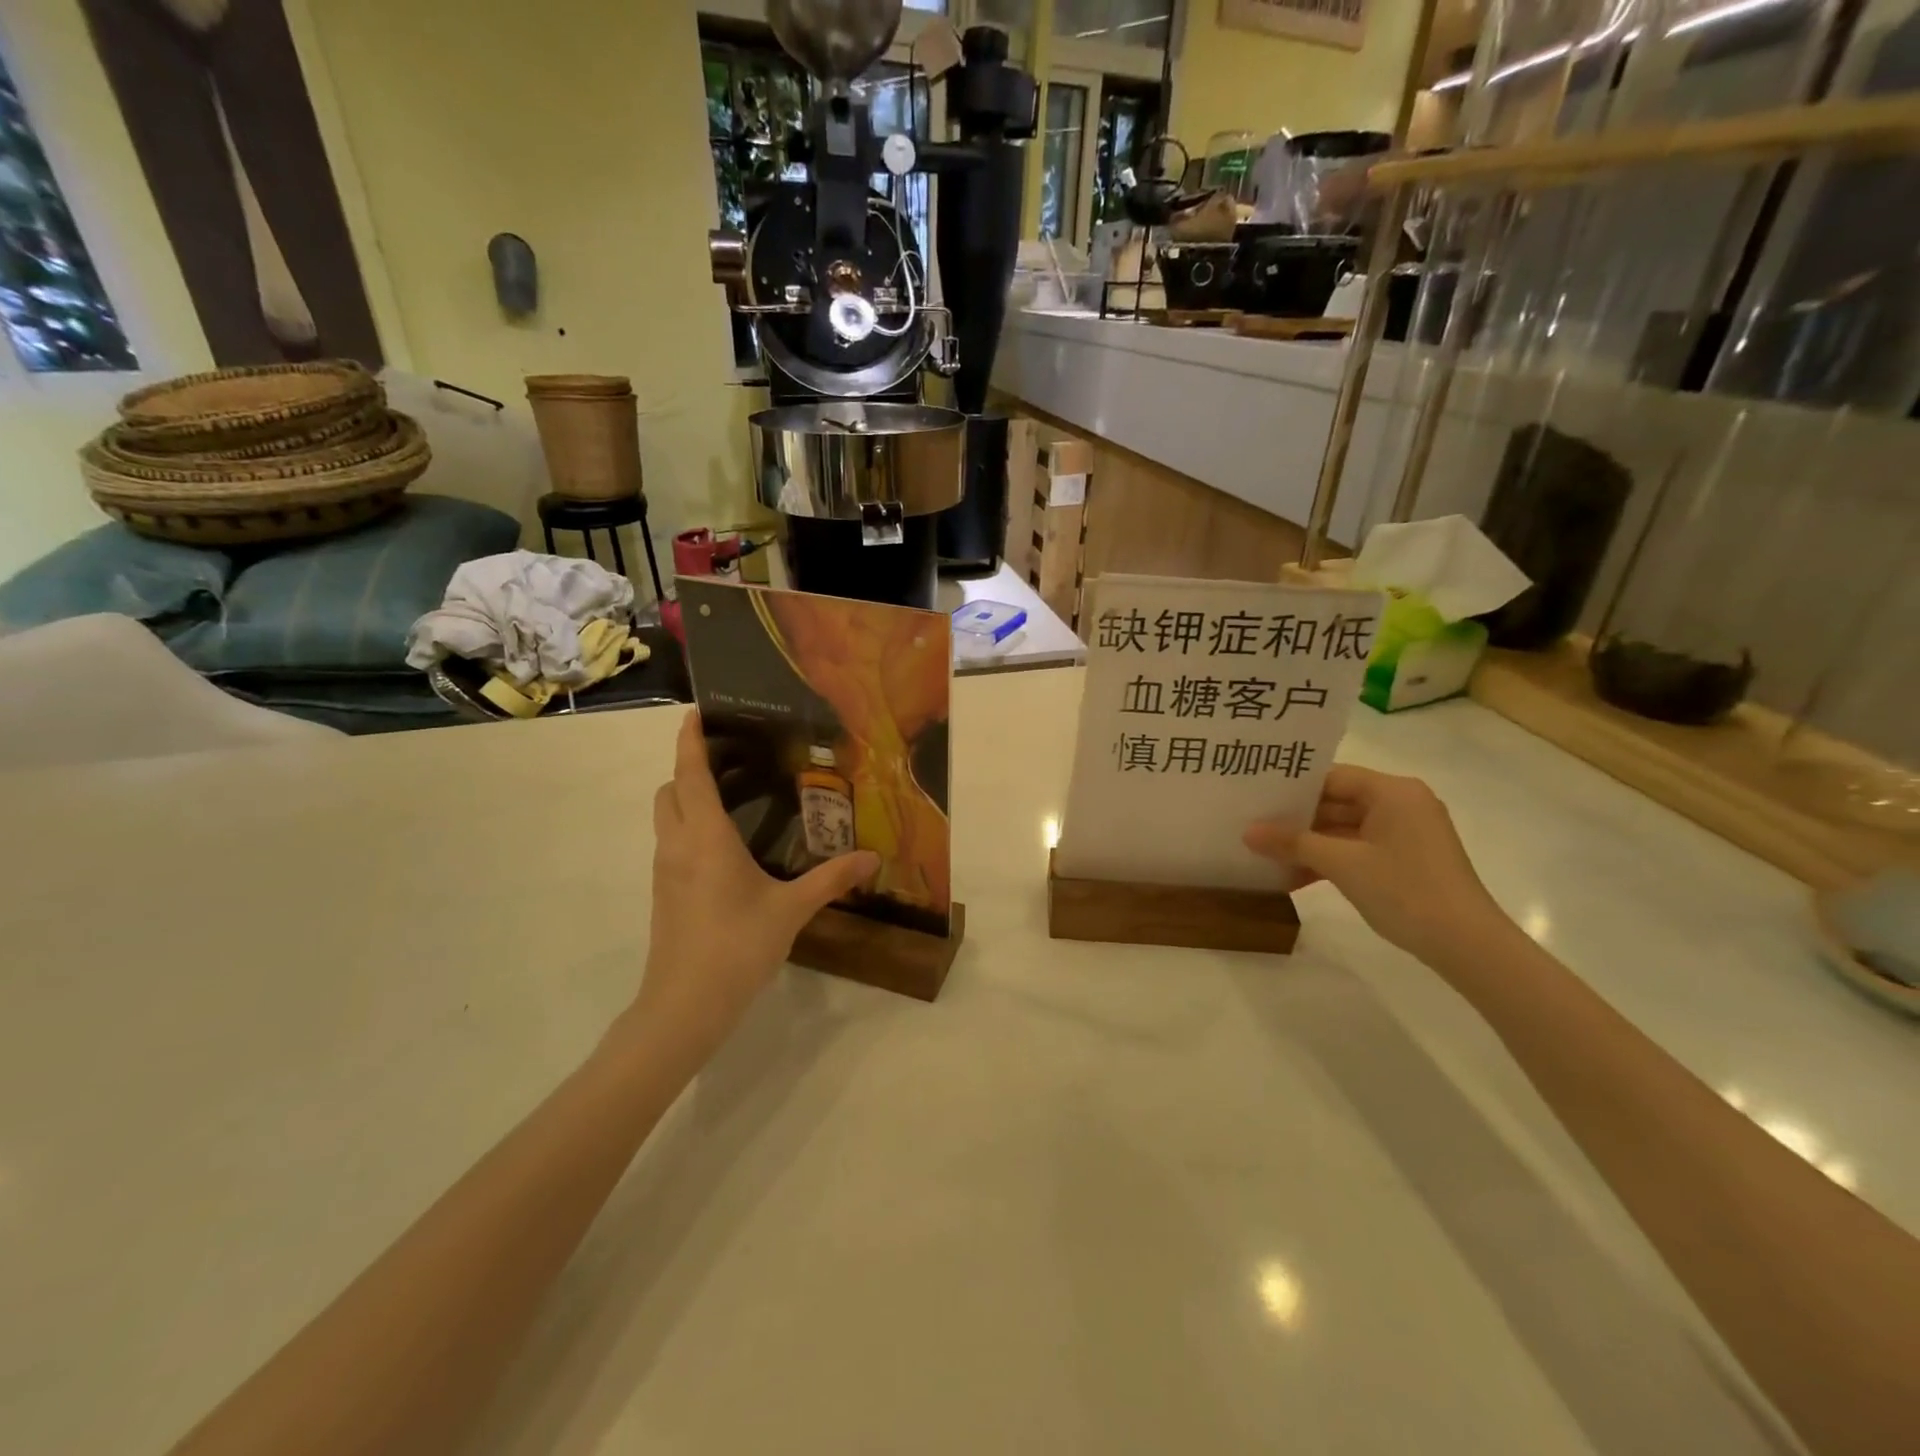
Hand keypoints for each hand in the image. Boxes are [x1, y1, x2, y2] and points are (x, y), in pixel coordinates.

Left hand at [632, 712, 878, 1062]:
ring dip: (687, 797)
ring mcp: (665, 871)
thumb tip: (872, 858)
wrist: (683, 1006)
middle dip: (689, 766)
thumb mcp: (791, 910)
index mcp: (705, 838)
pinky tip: (726, 846)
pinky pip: (671, 843)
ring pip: (666, 817)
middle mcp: (678, 845)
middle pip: (670, 790)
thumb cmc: (736, 947)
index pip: (690, 774)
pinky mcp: (664, 894)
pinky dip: (689, 826)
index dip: (690, 740)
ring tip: (731, 795)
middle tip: (729, 759)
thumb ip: (831, 879)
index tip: (697, 713)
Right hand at [1244, 764, 1508, 965]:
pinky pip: (1358, 850)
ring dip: (1309, 845)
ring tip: (1265, 855)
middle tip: (1252, 827)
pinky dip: (1330, 861)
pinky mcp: (1406, 860)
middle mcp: (1402, 804)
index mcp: (1393, 792)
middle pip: (1337, 802)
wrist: (1468, 945)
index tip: (1255, 798)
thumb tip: (1247, 832)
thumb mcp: (1342, 864)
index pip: (1332, 777)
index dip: (1292, 788)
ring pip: (1344, 829)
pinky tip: (1294, 878)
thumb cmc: (1405, 890)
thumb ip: (1293, 843)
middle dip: (1296, 820)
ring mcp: (1405, 834)